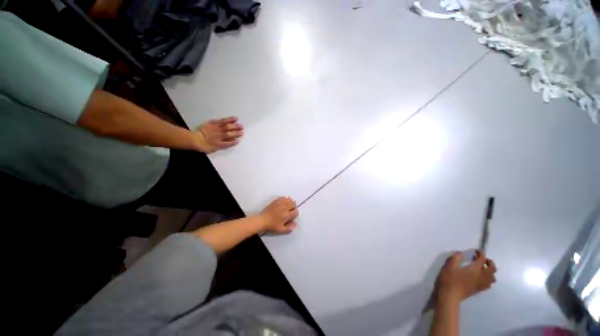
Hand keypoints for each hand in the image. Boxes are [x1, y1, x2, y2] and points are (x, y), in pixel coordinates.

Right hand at [193, 117, 243, 152]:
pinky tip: (237, 141)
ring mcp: (219, 138)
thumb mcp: (205, 125)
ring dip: (236, 133)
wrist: (194, 140)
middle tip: (241, 126)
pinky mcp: (219, 144)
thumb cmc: (197, 133)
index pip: (224, 121)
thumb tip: (219, 122)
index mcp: (213, 125)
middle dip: (236, 126)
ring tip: (241, 133)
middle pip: (228, 127)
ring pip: (229, 134)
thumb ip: (212, 123)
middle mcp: (217, 130)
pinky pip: (228, 143)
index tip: (236, 119)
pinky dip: (233, 142)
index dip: (231, 120)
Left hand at [258, 197, 298, 233]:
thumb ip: (289, 228)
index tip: (291, 216)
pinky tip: (282, 203)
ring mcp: (280, 203)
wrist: (262, 220)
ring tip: (286, 206)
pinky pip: (283, 197)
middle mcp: (285, 208)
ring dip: (289, 202)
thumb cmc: (271, 226)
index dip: (295, 214)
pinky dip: (284, 199)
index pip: (296, 212)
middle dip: (293, 207)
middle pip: (293, 203)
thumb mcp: (280, 230)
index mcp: (287, 215)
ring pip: (289, 199)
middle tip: (289, 210)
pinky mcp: (276, 201)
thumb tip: (295, 224)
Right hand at [434, 250, 496, 304]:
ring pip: (492, 277)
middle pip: (492, 269)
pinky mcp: (479, 290)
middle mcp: (480, 276)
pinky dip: (489, 279)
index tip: (477, 250)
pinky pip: (489, 283)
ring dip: (490, 271)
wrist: (450, 295)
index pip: (482, 260)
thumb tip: (460, 252)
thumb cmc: (448, 279)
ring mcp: (481, 284)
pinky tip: (481, 277)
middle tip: (482, 259)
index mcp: (474, 269)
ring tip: (483, 268)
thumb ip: (455, 258)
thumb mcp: (448, 266)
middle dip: (489, 262)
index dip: (481, 254)